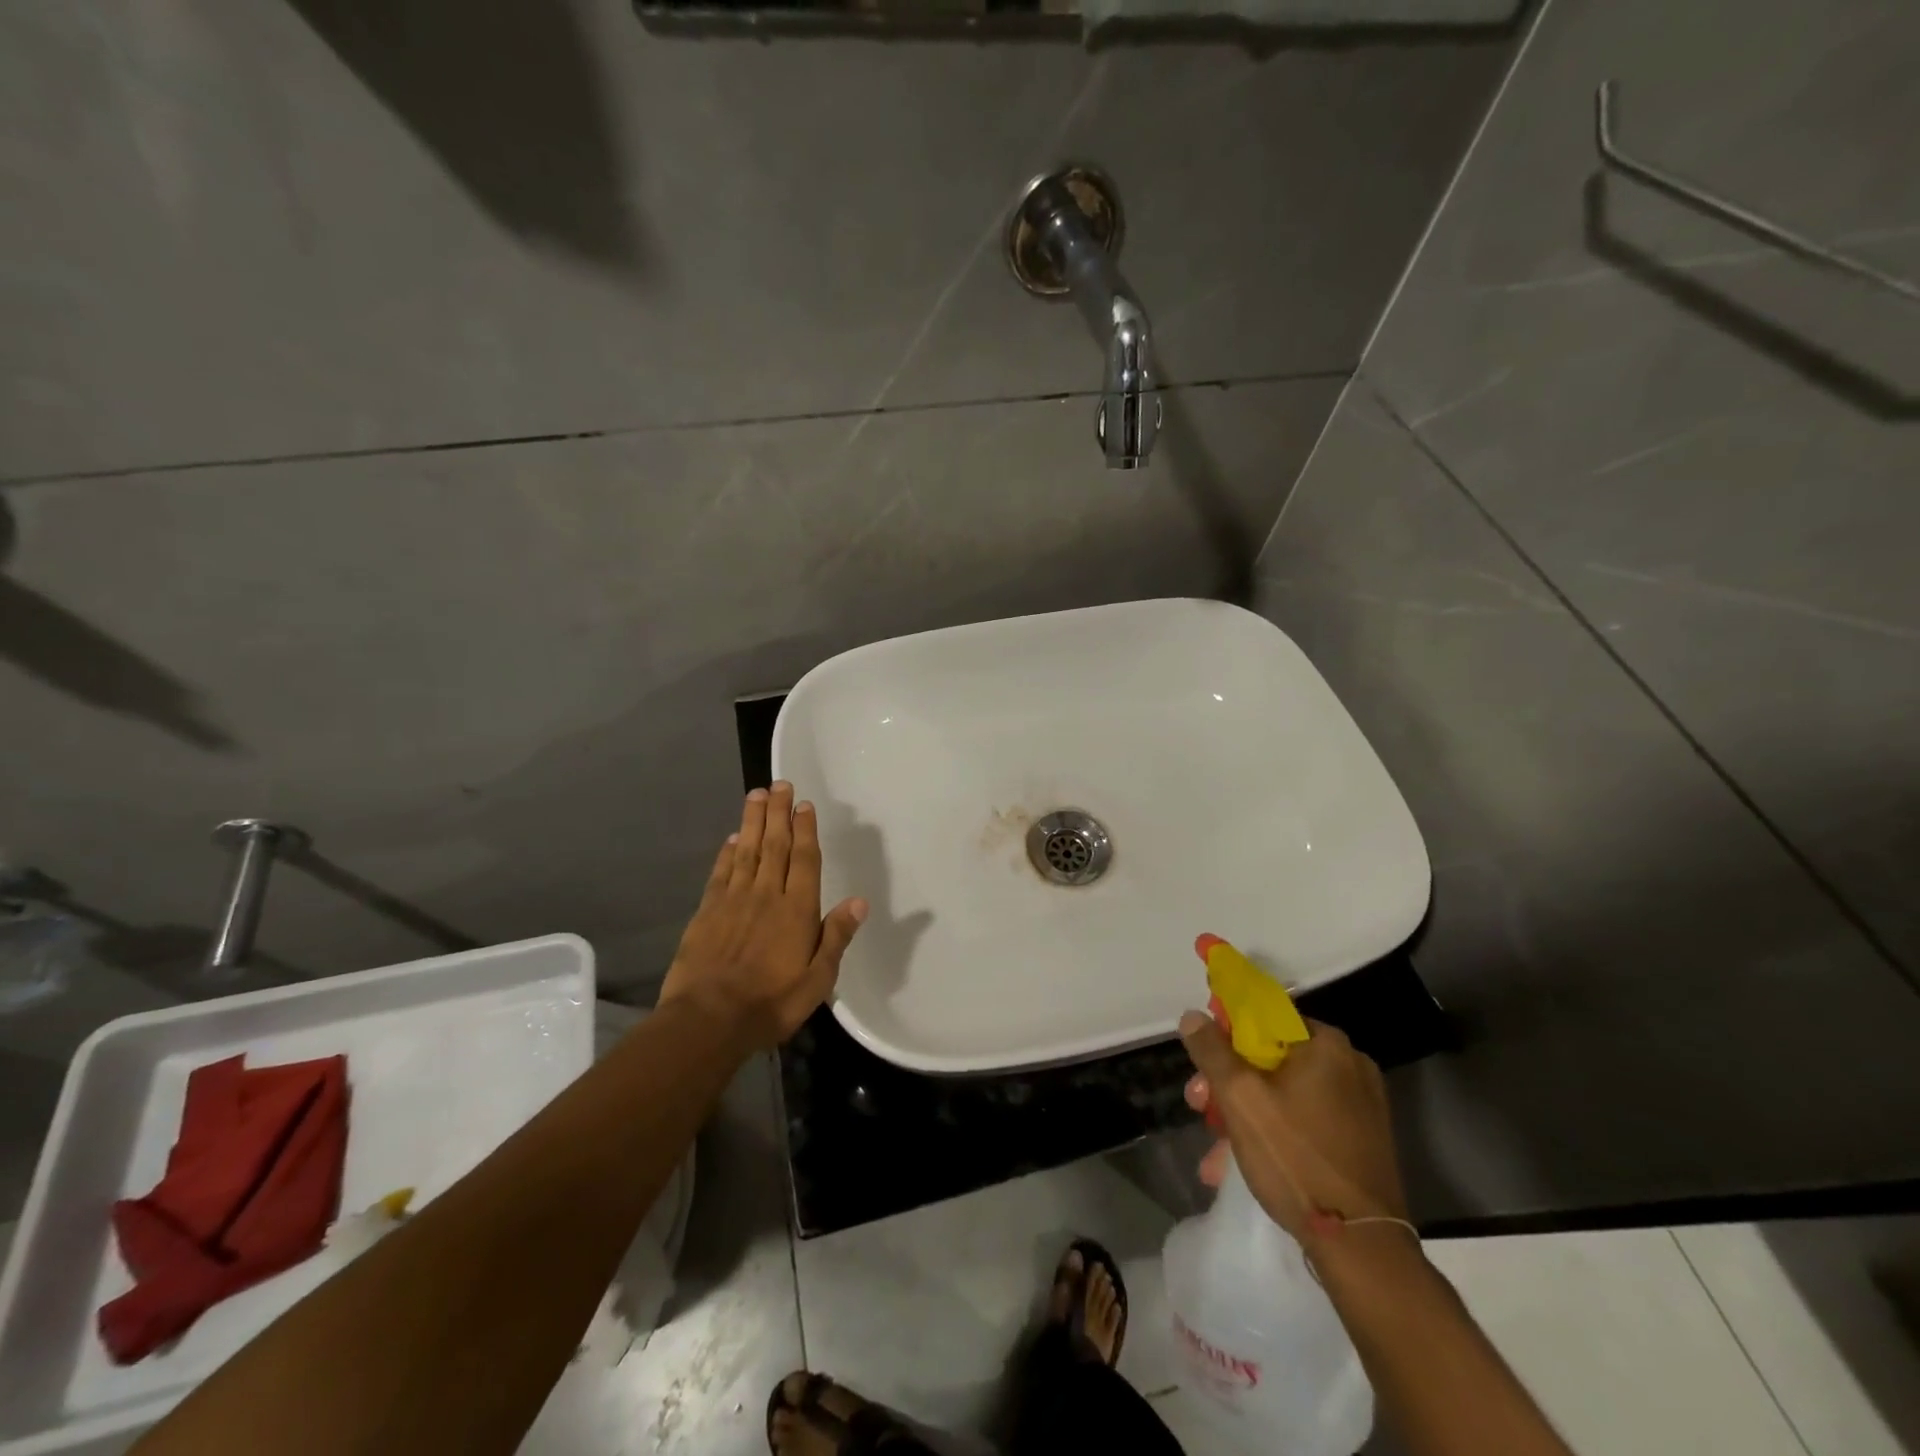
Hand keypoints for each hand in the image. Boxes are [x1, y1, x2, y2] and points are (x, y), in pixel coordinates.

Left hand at [659, 783, 867, 1049]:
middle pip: (775, 845)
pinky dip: (727, 853)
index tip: (804, 805)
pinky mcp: (707, 912)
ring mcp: (734, 900)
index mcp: (797, 910)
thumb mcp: (817, 980)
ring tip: (756, 795)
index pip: (804, 860)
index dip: (805, 830)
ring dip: (752, 821)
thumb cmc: (771, 1003)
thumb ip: (836, 937)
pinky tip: (732, 839)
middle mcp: (767, 895)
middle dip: (778, 813)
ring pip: (747, 851)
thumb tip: (859, 901)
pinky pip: (721, 873)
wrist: (708, 1019)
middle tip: (780, 784)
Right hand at [1181, 1012, 1407, 1251]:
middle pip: (1270, 1058)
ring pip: (1284, 1093)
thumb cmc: (1295, 1158)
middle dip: (1228, 1083)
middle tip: (1199, 1107)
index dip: (1225, 1032)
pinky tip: (1242, 1165)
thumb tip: (1194, 1016)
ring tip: (1215, 1153)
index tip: (1202, 1058)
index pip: (1264, 1016)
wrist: (1361, 1247)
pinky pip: (1304, 1120)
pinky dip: (1273, 1133)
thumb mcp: (1239, 1098)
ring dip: (1244, 1115)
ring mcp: (1360, 1105)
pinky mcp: (1361, 1141)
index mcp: (1325, 1044)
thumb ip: (1211, 1050)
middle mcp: (1349, 1065)